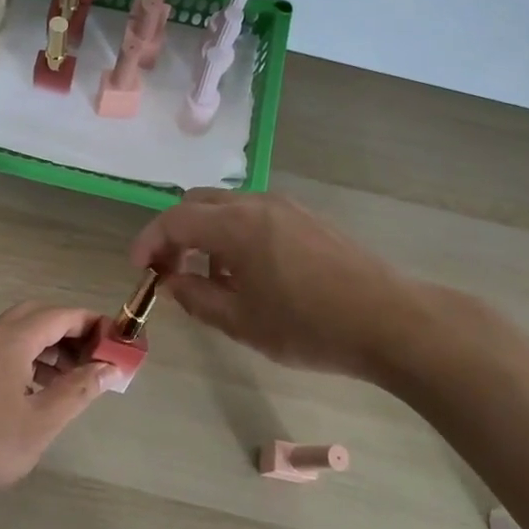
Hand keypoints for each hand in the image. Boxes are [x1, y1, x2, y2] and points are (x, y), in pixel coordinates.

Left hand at [0, 303, 111, 510]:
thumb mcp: (42, 422)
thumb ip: (78, 390)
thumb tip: (109, 369)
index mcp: (9, 340)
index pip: (59, 315)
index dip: (90, 323)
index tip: (115, 339)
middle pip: (37, 316)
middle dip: (69, 330)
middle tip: (94, 356)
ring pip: (19, 332)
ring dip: (48, 345)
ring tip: (73, 376)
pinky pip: (3, 347)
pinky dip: (27, 356)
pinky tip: (39, 387)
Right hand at [129, 190, 421, 382]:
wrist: (389, 320)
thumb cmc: (308, 326)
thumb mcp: (241, 322)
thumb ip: (196, 298)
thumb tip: (172, 282)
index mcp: (236, 225)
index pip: (175, 219)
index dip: (150, 241)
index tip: (139, 268)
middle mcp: (257, 204)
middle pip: (199, 203)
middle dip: (175, 232)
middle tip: (168, 269)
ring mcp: (286, 207)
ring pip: (228, 207)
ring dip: (206, 234)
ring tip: (209, 278)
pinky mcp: (307, 218)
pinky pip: (255, 215)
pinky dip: (234, 234)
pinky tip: (247, 273)